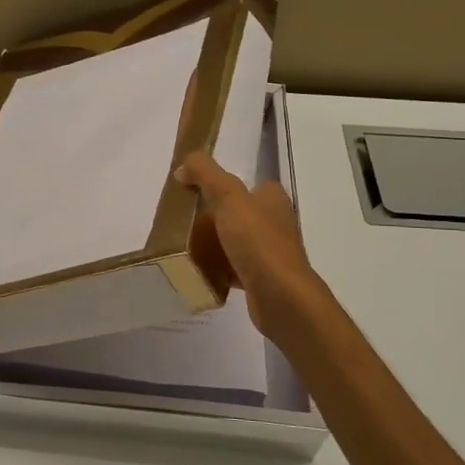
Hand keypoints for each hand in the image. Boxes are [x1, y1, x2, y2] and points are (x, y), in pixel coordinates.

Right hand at [176, 150, 321, 334]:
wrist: (281, 297)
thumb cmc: (258, 242)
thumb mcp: (229, 197)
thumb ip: (205, 174)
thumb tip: (183, 167)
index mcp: (272, 199)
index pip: (248, 185)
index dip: (223, 186)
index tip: (195, 193)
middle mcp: (275, 223)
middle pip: (238, 214)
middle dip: (213, 218)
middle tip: (184, 222)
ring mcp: (270, 253)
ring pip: (235, 243)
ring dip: (213, 245)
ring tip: (186, 247)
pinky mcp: (262, 279)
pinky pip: (234, 269)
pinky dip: (217, 270)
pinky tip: (199, 272)